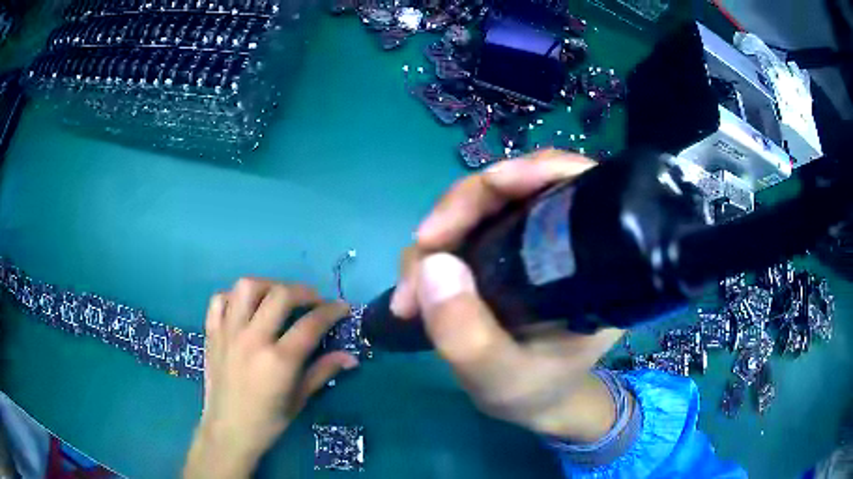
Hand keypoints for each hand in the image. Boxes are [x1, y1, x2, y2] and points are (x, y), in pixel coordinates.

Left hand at [184, 279, 358, 478]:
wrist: (228, 431)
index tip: (342, 307)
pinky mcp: (212, 333)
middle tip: (314, 301)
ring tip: (278, 297)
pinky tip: (245, 308)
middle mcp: (252, 339)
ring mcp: (228, 333)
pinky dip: (234, 297)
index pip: (311, 324)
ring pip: (246, 287)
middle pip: (280, 295)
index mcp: (278, 361)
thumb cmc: (268, 421)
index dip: (332, 311)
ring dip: (268, 286)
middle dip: (304, 291)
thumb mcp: (299, 400)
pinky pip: (219, 300)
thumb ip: (323, 372)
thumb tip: (351, 357)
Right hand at [390, 150, 624, 441]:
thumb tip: (432, 263)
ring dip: (437, 237)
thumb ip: (470, 338)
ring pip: (479, 205)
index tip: (489, 187)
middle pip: (514, 186)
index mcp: (595, 261)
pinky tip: (415, 287)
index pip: (575, 185)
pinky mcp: (501, 250)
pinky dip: (432, 252)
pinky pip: (462, 229)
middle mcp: (565, 238)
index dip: (532, 172)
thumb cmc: (534, 391)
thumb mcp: (503, 380)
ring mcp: (529, 241)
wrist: (534, 401)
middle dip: (460, 210)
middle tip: (422, 255)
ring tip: (410, 293)